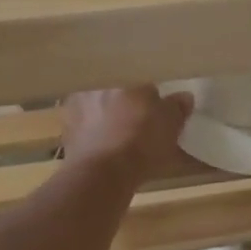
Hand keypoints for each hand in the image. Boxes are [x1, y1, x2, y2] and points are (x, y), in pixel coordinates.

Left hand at [60, 86, 192, 179]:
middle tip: (137, 119)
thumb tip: (185, 96)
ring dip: (105, 116)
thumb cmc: (141, 140)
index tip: (155, 105)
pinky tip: (104, 148)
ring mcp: (76, 107)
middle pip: (115, 90)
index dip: (148, 92)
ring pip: (96, 107)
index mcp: (123, 74)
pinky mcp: (66, 132)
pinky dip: (93, 135)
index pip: (138, 76)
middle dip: (124, 101)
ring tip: (119, 136)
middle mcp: (96, 84)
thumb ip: (177, 107)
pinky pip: (84, 128)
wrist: (102, 174)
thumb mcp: (171, 124)